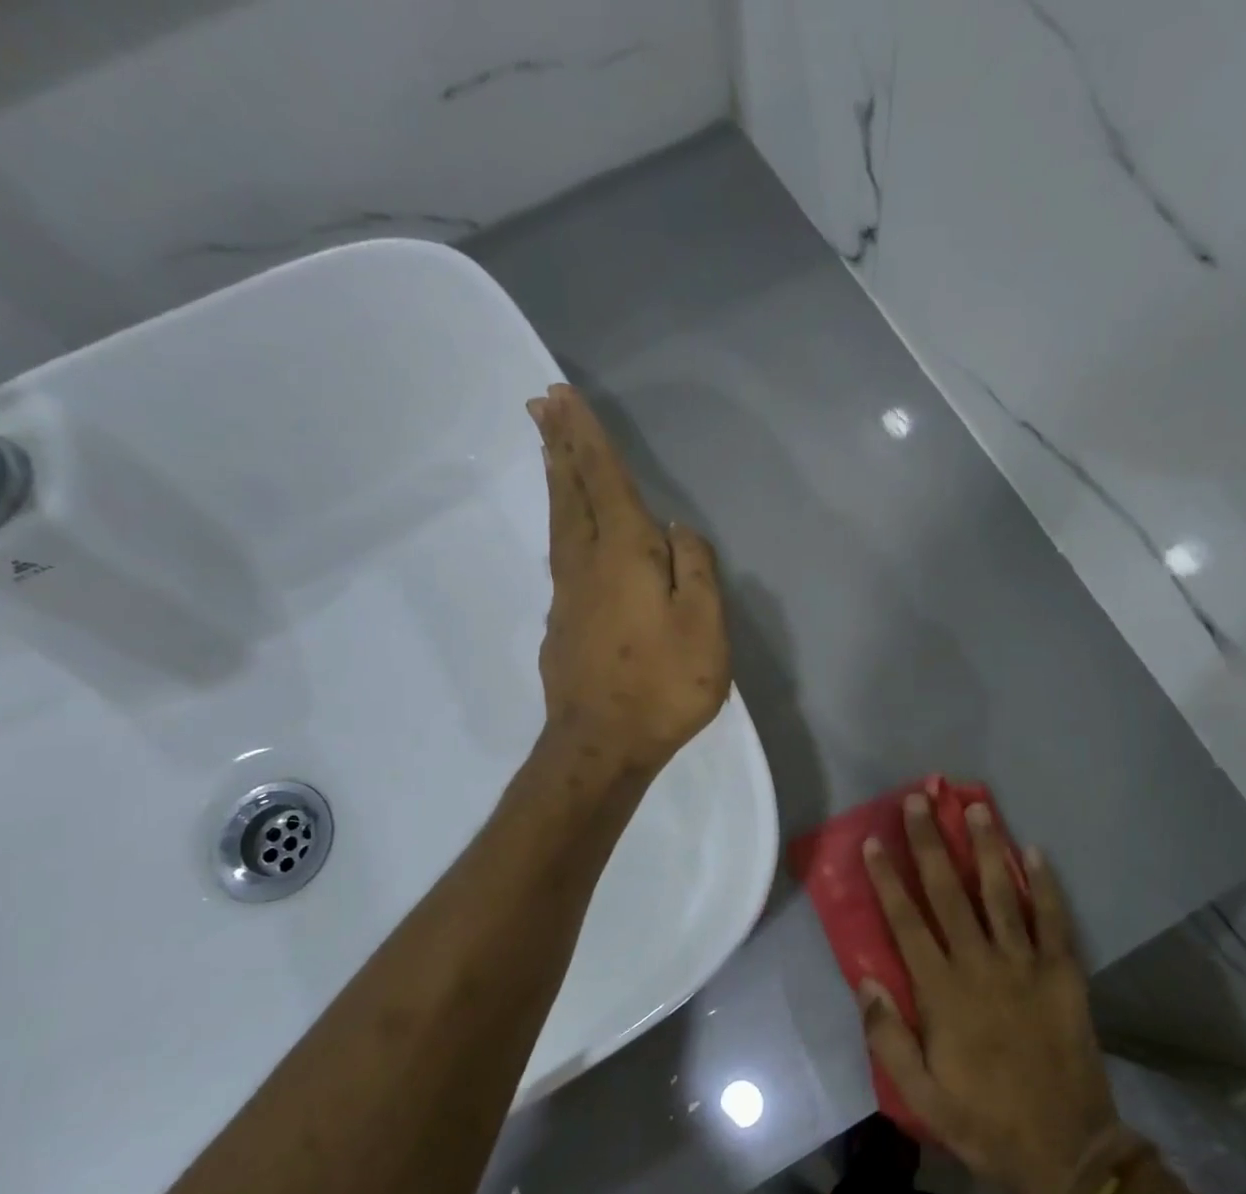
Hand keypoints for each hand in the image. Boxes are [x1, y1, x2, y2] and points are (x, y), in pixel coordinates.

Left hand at [526, 384, 730, 776]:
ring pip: (560, 523)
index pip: (603, 481)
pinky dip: (562, 525)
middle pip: (570, 493)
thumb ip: (695, 569)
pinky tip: (569, 530)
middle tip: (541, 404)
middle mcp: (587, 564)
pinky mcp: (561, 624)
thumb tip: (676, 531)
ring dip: (556, 481)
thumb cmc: (663, 685)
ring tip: (549, 451)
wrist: (601, 745)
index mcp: (625, 555)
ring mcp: (567, 595)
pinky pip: (561, 556)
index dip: (587, 437)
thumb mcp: (704, 626)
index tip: (563, 396)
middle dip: (559, 445)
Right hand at [858, 796, 1119, 1193]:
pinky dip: (1045, 884)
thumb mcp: (921, 1095)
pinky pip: (1053, 920)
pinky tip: (1034, 851)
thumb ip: (888, 1037)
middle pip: (950, 893)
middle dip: (930, 844)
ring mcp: (1026, 966)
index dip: (887, 880)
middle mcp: (981, 966)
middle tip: (920, 800)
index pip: (907, 923)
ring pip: (1000, 894)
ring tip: (975, 808)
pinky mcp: (1064, 974)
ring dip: (986, 848)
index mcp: (943, 993)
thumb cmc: (984, 1122)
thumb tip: (865, 980)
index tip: (873, 842)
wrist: (1066, 1150)